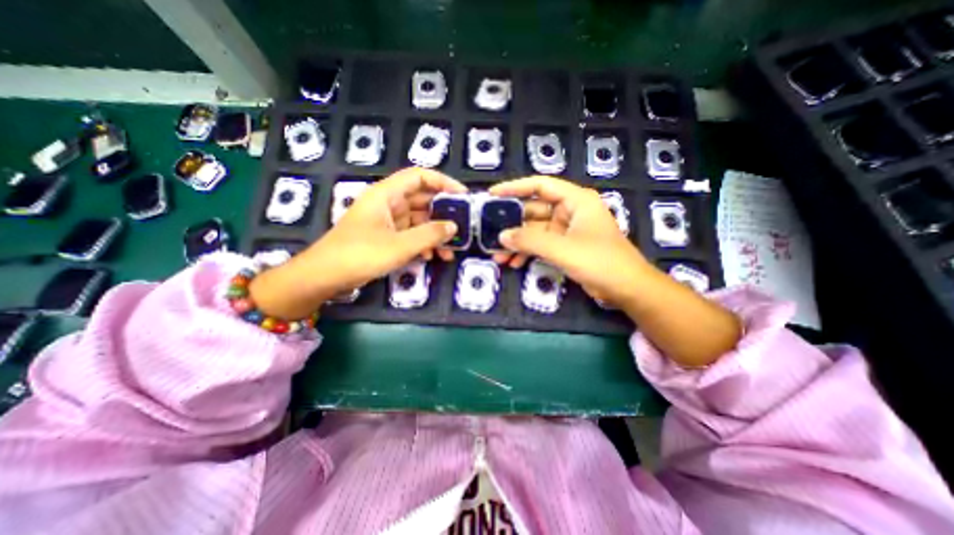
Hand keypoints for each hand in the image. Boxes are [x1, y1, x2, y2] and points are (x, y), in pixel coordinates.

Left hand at [248, 167, 466, 317]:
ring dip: (435, 233)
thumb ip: (430, 234)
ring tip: (450, 250)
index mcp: (387, 195)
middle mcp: (388, 204)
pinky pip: (410, 235)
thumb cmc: (360, 255)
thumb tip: (454, 226)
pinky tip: (433, 257)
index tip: (462, 196)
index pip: (419, 176)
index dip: (442, 182)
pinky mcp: (386, 237)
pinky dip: (423, 243)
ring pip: (418, 220)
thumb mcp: (400, 245)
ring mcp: (387, 221)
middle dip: (443, 213)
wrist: (324, 277)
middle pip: (422, 199)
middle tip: (462, 227)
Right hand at [486, 177, 652, 305]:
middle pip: (534, 211)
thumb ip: (530, 241)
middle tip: (490, 233)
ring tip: (498, 255)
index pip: (540, 185)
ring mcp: (567, 230)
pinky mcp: (565, 247)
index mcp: (575, 200)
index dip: (515, 187)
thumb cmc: (600, 261)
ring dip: (517, 243)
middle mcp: (570, 211)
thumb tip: (501, 236)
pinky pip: (541, 245)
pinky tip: (513, 263)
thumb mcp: (562, 249)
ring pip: (535, 231)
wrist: (626, 289)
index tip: (493, 194)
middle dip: (512, 225)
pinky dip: (528, 253)